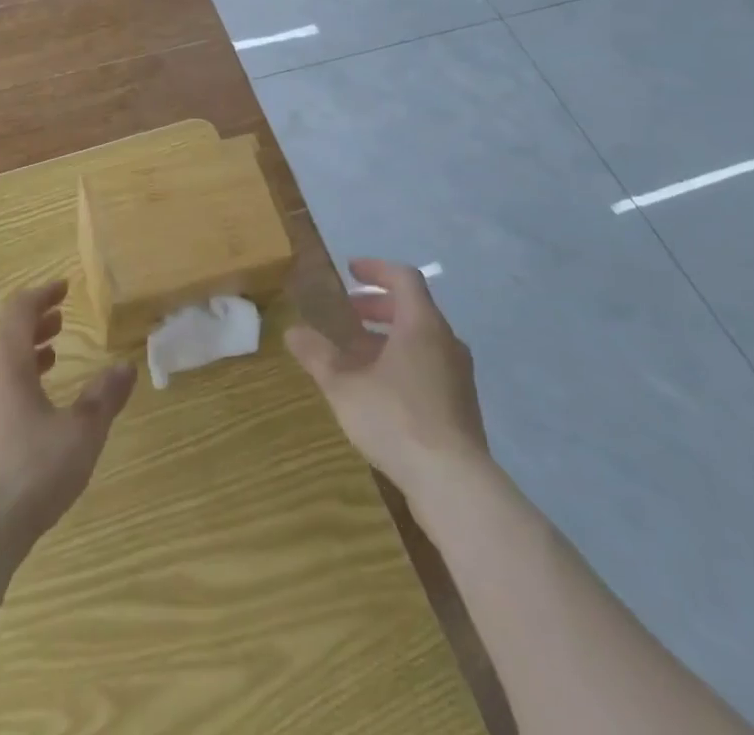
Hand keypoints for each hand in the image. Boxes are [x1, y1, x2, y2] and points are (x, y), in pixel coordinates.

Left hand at [0, 281, 136, 558]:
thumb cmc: (28, 475)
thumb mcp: (80, 435)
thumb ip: (103, 398)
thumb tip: (125, 366)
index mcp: (5, 366)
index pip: (19, 311)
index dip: (42, 294)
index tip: (63, 288)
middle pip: (4, 338)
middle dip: (34, 325)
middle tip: (60, 323)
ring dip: (22, 357)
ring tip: (50, 361)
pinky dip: (9, 387)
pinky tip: (27, 417)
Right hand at [284, 258, 489, 509]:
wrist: (454, 484)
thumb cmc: (396, 419)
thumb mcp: (344, 386)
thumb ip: (318, 355)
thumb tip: (292, 331)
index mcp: (421, 325)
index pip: (403, 278)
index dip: (376, 269)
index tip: (350, 271)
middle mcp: (445, 342)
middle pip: (413, 308)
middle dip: (378, 305)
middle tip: (348, 313)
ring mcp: (458, 375)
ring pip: (421, 340)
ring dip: (388, 337)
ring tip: (356, 354)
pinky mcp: (461, 405)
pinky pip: (429, 366)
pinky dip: (403, 362)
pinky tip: (379, 389)